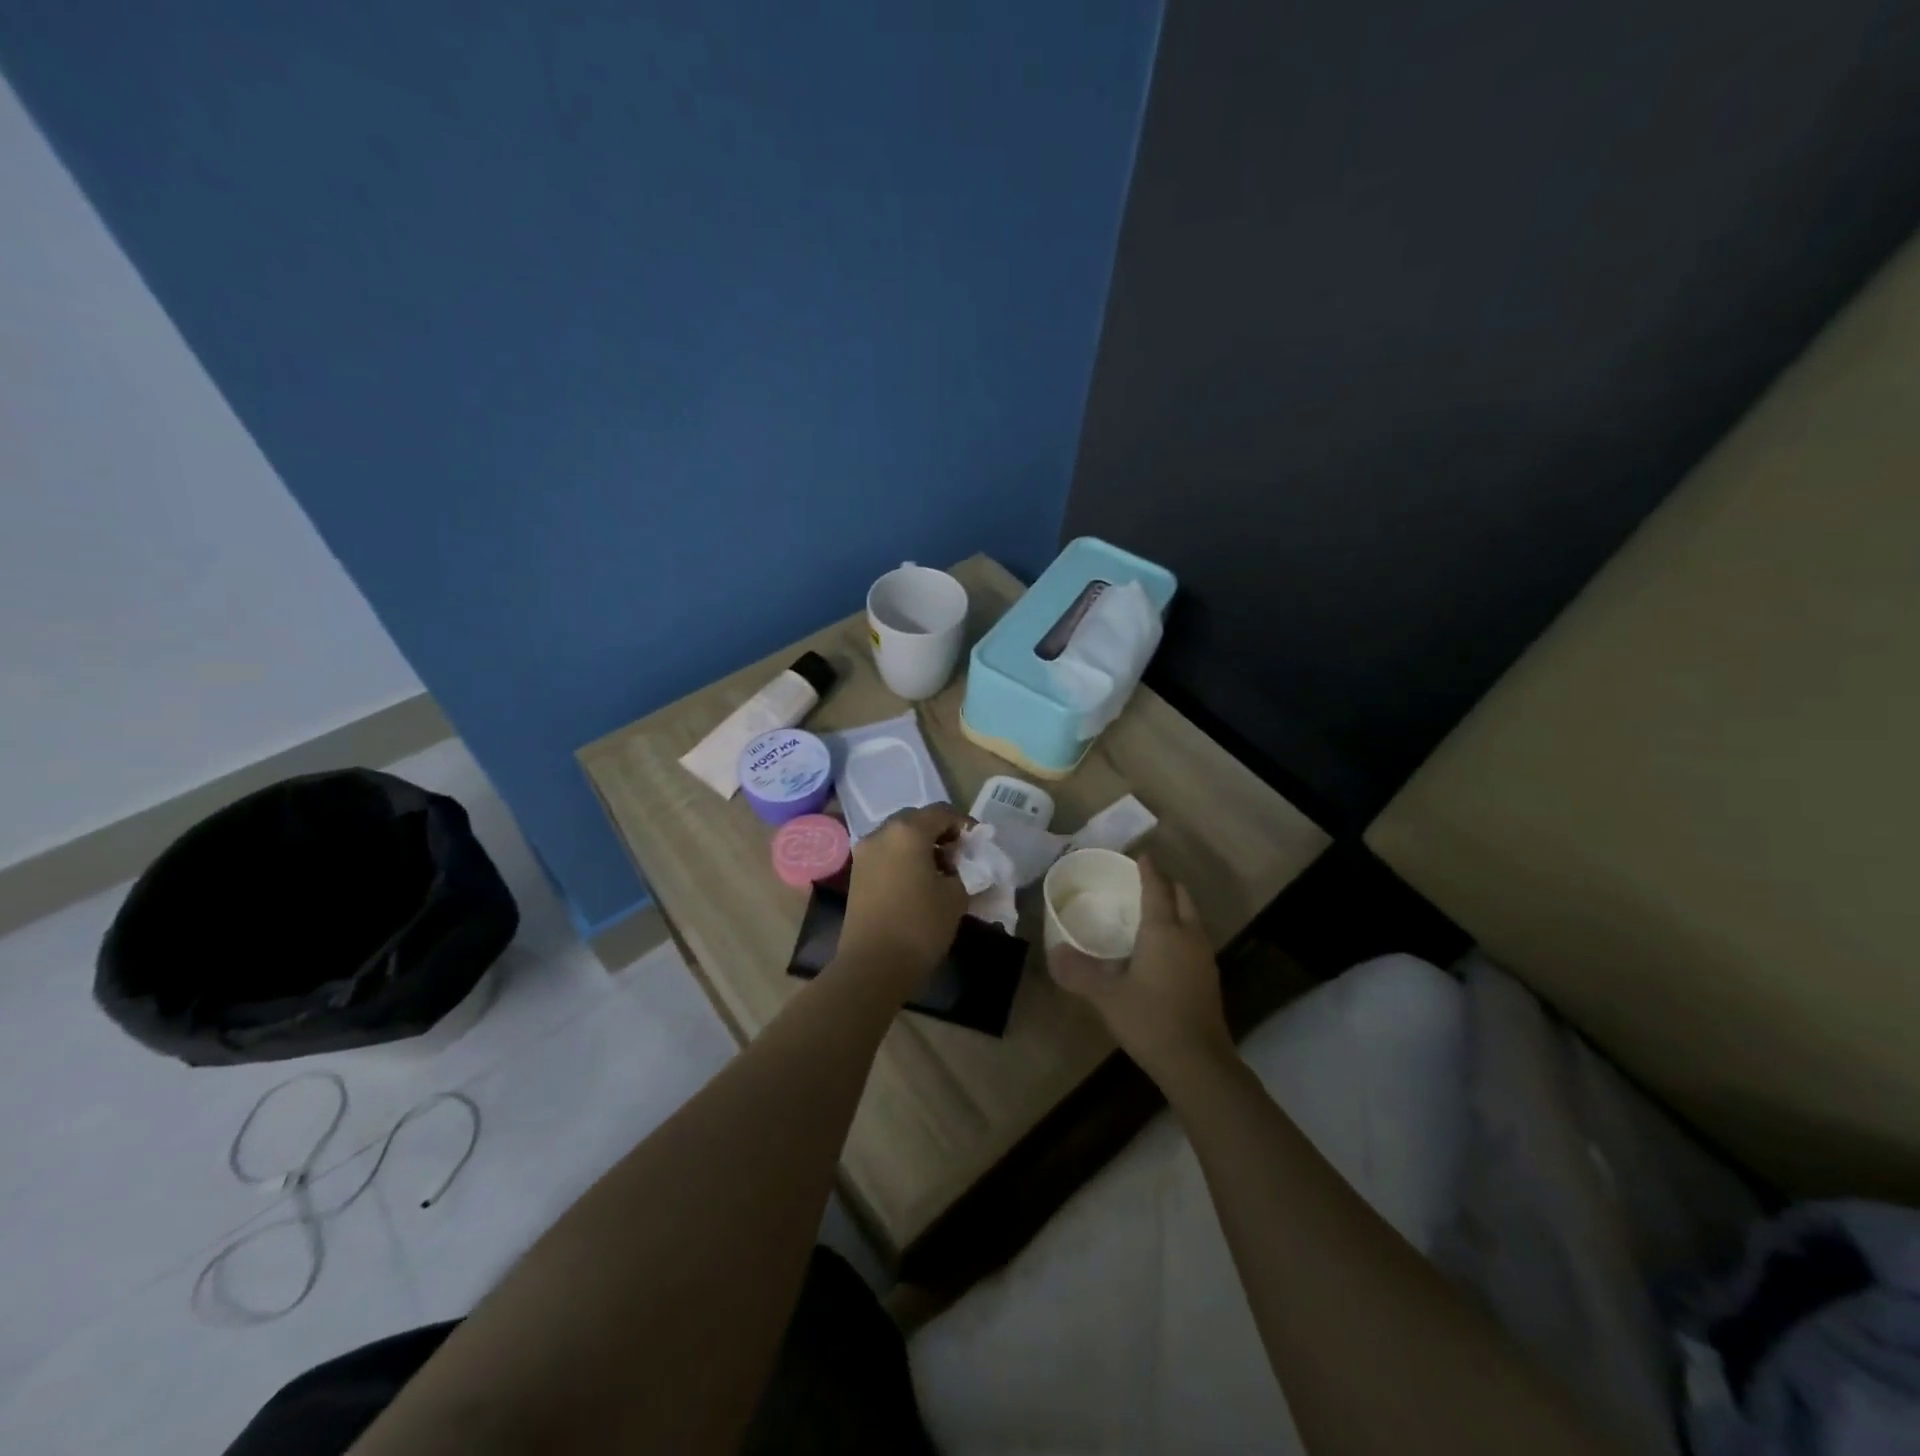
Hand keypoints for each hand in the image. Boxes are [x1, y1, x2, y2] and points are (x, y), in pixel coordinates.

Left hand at [837, 806, 968, 992]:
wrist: (873, 966)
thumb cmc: (920, 925)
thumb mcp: (956, 896)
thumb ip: (964, 871)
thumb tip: (960, 866)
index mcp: (908, 831)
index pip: (941, 812)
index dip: (964, 823)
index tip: (978, 842)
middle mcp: (881, 833)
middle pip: (916, 820)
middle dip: (939, 832)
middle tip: (959, 854)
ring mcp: (864, 853)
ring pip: (898, 836)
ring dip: (920, 845)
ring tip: (941, 870)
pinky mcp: (856, 874)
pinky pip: (886, 854)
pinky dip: (904, 858)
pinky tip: (919, 881)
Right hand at [1048, 856, 1232, 1089]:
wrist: (1198, 1063)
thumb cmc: (1150, 1020)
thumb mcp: (1107, 996)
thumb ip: (1079, 972)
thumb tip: (1054, 952)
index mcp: (1163, 930)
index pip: (1156, 888)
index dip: (1148, 870)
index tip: (1141, 856)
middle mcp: (1188, 935)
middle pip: (1182, 897)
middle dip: (1166, 884)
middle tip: (1144, 881)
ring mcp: (1203, 957)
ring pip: (1192, 918)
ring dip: (1176, 907)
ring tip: (1152, 911)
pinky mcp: (1209, 978)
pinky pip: (1194, 938)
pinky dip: (1181, 930)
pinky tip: (1164, 948)